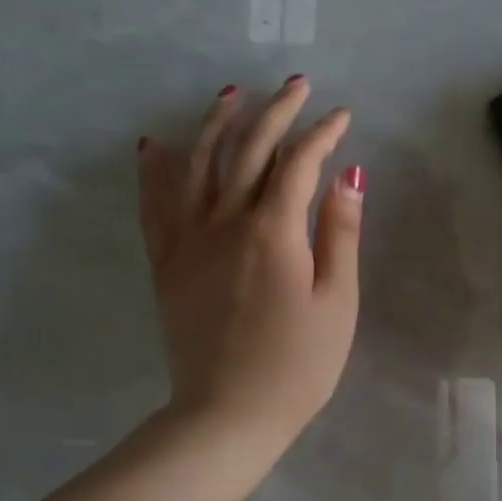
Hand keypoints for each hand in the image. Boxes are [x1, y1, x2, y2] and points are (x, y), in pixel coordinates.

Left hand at [137, 76, 362, 454]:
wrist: (228, 414)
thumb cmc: (298, 364)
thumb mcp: (338, 302)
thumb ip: (340, 233)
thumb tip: (347, 175)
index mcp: (273, 231)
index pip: (298, 163)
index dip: (321, 134)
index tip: (341, 116)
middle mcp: (224, 222)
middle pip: (247, 150)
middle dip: (274, 112)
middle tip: (295, 86)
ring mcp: (188, 241)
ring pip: (196, 164)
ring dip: (216, 123)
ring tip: (231, 93)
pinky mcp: (166, 263)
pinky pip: (155, 204)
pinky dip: (155, 169)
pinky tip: (154, 144)